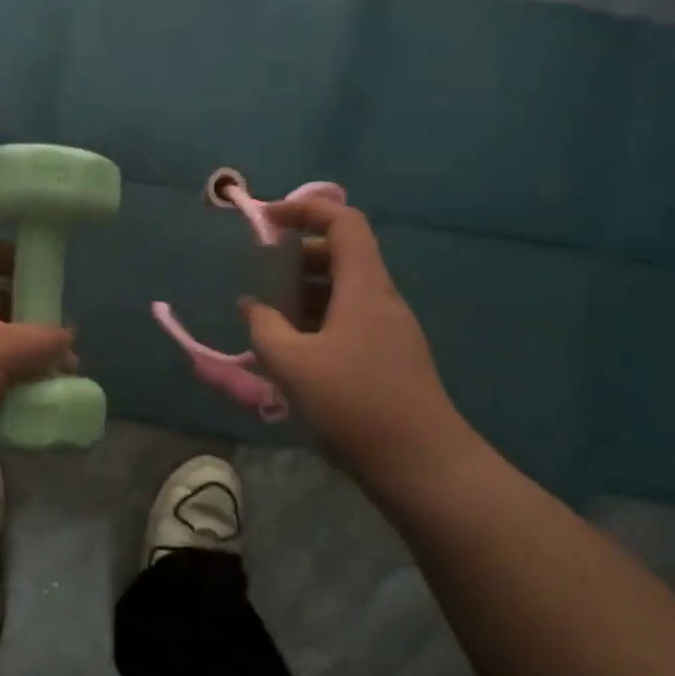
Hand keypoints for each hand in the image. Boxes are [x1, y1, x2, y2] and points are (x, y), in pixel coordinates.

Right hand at [240, 197, 477, 479]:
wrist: (423, 466)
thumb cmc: (355, 404)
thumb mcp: (292, 364)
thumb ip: (264, 328)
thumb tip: (252, 306)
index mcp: (364, 287)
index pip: (343, 221)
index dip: (305, 209)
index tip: (266, 220)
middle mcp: (380, 299)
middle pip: (341, 254)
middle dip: (296, 255)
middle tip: (260, 274)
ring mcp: (388, 330)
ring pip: (342, 290)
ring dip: (303, 291)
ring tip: (266, 315)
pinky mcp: (387, 358)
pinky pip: (347, 320)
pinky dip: (315, 320)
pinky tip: (290, 350)